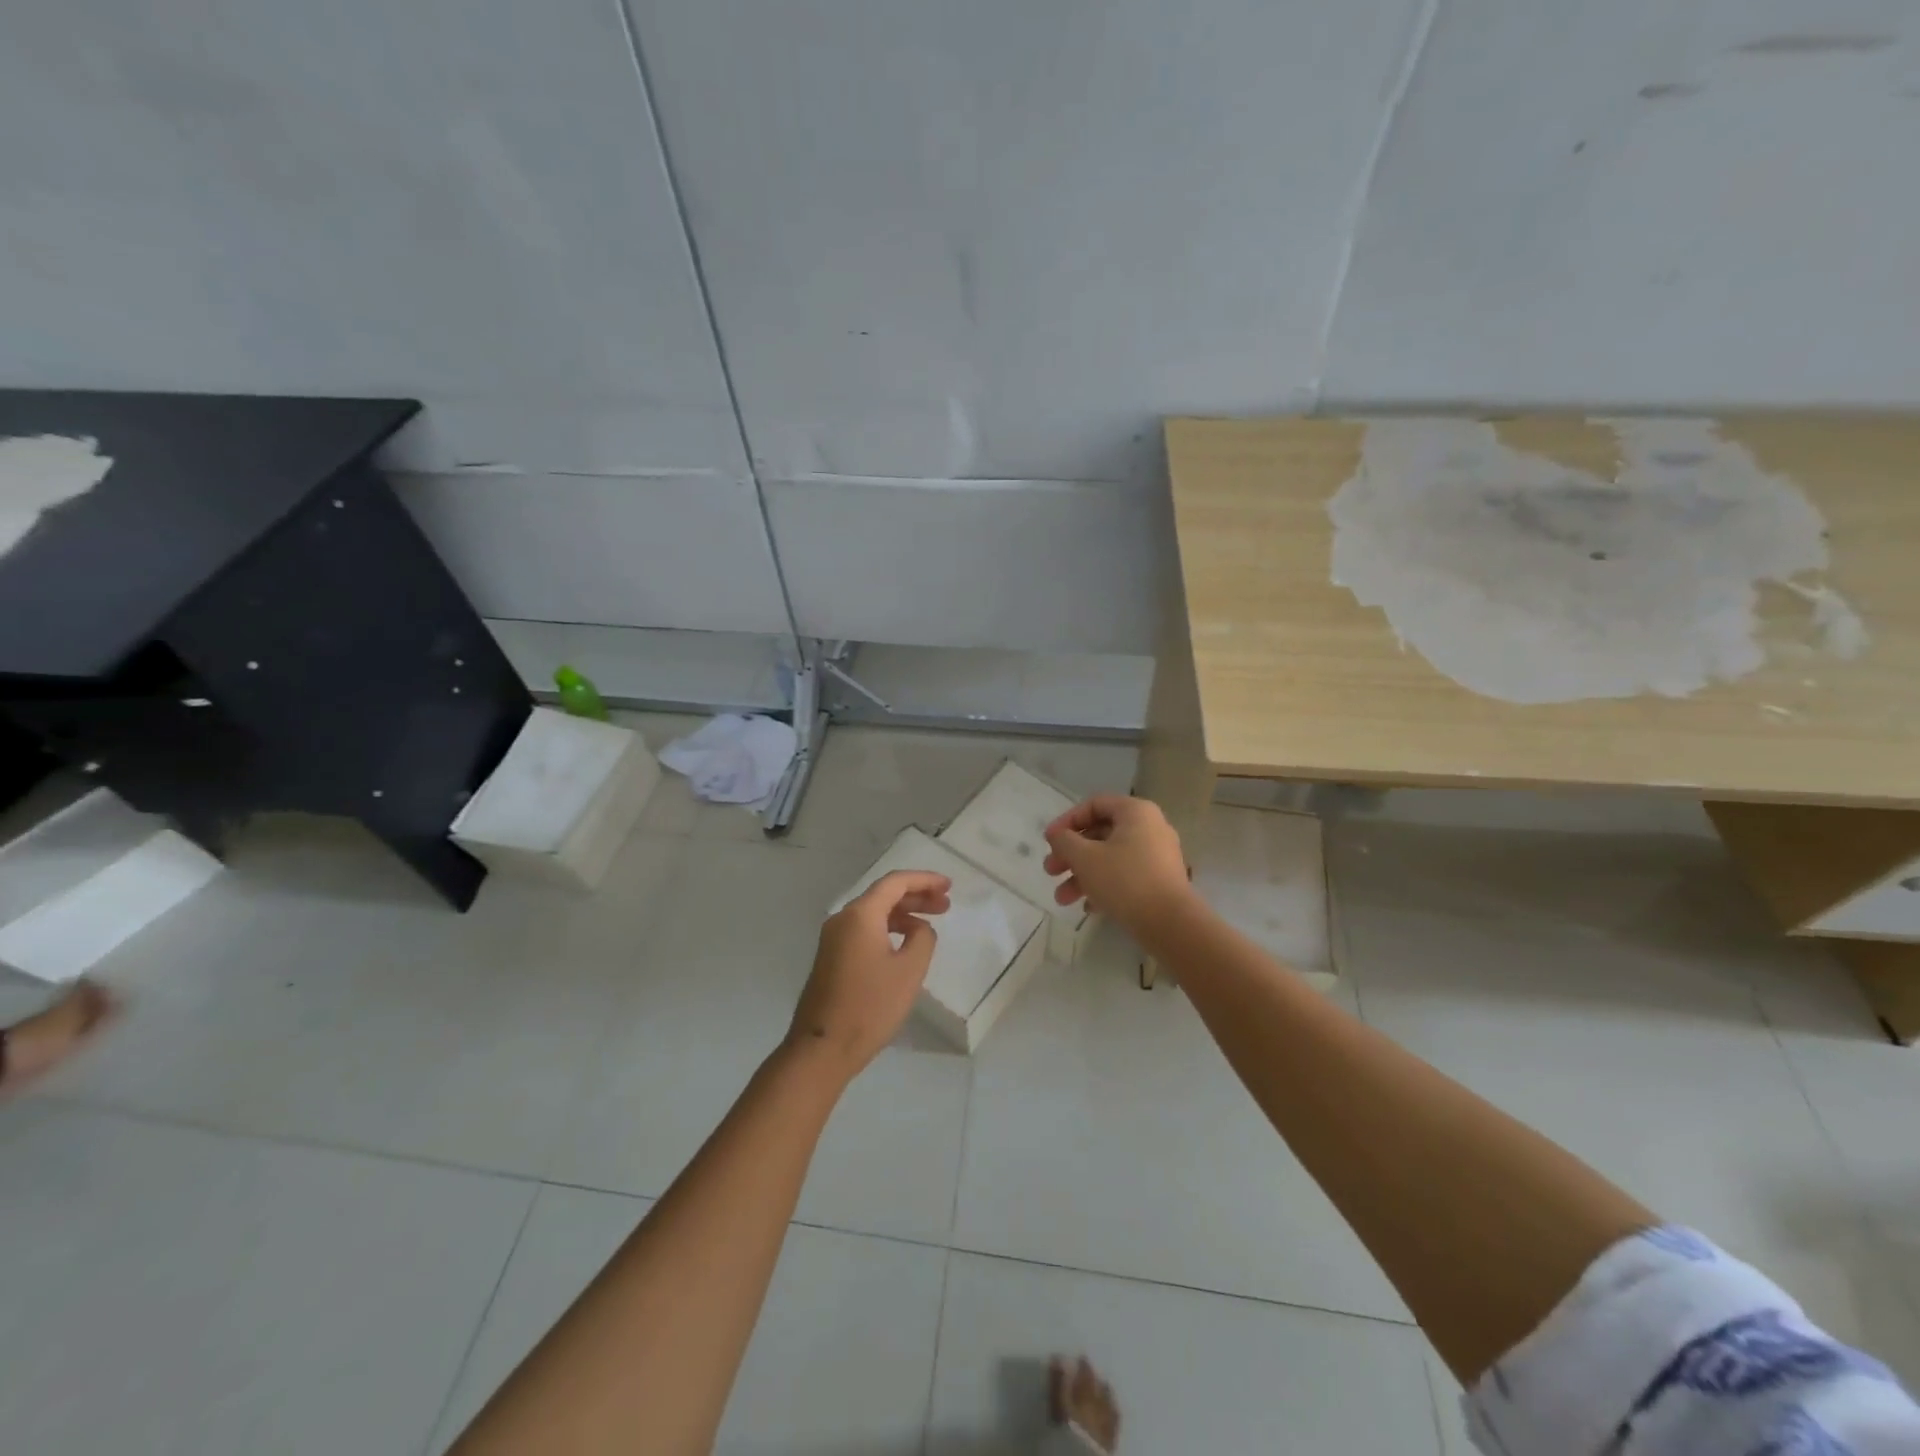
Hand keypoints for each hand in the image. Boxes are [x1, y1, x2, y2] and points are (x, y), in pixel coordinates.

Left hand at [787, 870, 950, 1078]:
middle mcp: (843, 919)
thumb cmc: (870, 1006)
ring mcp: (833, 939)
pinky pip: (864, 931)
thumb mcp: (909, 971)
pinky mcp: (831, 958)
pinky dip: (888, 929)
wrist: (822, 1048)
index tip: (948, 886)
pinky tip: (904, 945)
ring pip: (873, 914)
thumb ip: (922, 939)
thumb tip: (919, 929)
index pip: (895, 882)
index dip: (924, 880)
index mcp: (860, 915)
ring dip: (903, 914)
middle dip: (916, 896)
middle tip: (945, 905)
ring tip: (930, 926)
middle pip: (883, 895)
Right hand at [1042, 794, 1192, 935]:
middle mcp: (1150, 828)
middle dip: (1071, 854)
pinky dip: (1104, 886)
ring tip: (1062, 899)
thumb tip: (1057, 834)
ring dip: (1082, 875)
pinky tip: (1087, 907)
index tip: (1049, 841)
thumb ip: (1064, 841)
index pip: (1094, 805)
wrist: (1170, 923)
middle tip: (1050, 871)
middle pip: (1100, 834)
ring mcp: (1158, 855)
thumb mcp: (1085, 857)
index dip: (1067, 821)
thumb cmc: (1124, 880)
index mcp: (1135, 812)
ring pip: (1111, 858)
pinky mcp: (1160, 881)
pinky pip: (1125, 875)